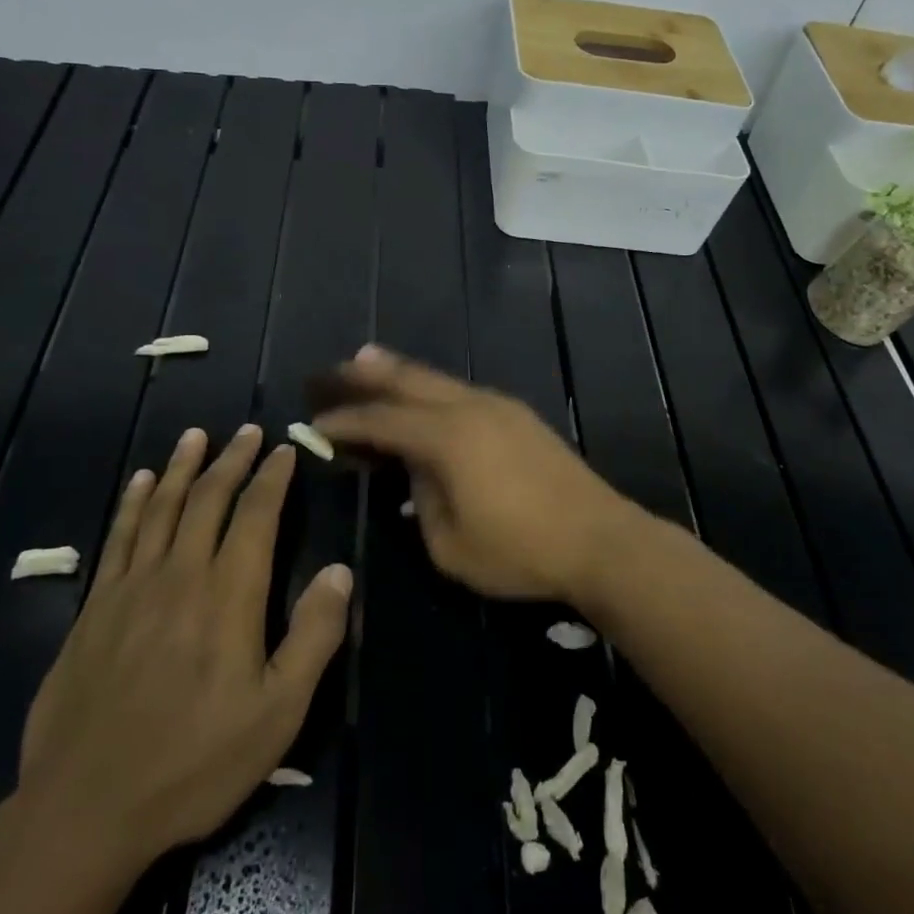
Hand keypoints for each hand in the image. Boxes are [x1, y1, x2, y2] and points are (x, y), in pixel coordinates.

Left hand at [19, 425, 351, 878]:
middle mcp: (181, 575)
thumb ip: (313, 636)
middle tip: (248, 431)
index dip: (272, 478)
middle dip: (232, 460)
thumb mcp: (278, 713)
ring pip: (161, 508)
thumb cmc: (195, 763)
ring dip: (182, 467)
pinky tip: (140, 482)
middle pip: (209, 499)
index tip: (284, 448)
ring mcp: (131, 588)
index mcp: (228, 596)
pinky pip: (118, 537)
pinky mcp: (94, 608)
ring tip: (196, 436)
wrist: (86, 808)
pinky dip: (133, 503)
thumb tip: (339, 570)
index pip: (256, 516)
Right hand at [312, 346, 649, 602]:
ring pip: (438, 379)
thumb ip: (422, 502)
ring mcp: (499, 406)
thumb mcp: (451, 546)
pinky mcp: (519, 415)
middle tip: (331, 371)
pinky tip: (424, 399)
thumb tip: (417, 473)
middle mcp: (470, 408)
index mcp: (447, 438)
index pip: (381, 421)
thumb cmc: (520, 551)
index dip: (344, 421)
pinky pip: (462, 391)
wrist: (600, 539)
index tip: (314, 422)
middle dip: (365, 374)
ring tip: (368, 362)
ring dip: (400, 373)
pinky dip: (432, 389)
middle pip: (408, 380)